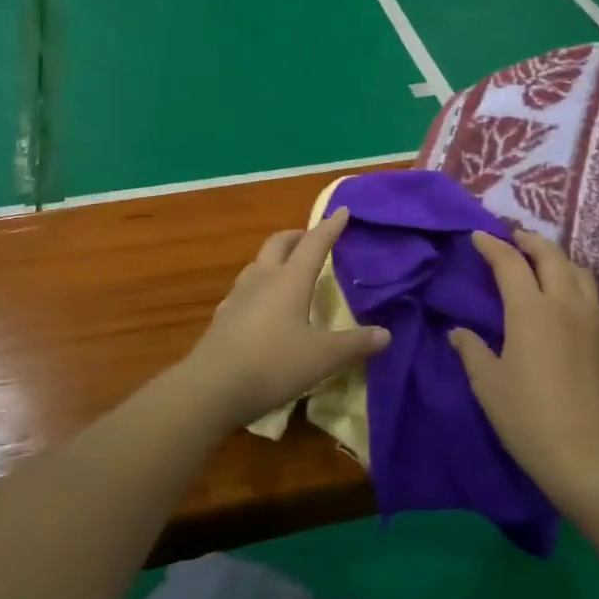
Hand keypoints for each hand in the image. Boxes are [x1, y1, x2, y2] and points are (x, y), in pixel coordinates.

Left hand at [176, 209, 389, 433]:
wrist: (212, 387)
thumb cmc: (273, 364)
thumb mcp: (322, 357)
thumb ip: (354, 344)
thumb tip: (386, 334)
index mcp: (290, 280)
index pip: (314, 243)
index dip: (330, 227)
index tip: (342, 211)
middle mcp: (262, 278)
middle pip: (279, 243)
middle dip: (297, 236)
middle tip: (312, 239)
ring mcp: (238, 295)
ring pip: (258, 263)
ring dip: (275, 258)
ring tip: (288, 269)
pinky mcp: (223, 315)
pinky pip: (245, 287)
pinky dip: (259, 284)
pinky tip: (262, 304)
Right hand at [451, 229, 598, 514]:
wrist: (593, 461)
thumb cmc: (530, 420)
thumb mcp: (488, 385)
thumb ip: (472, 351)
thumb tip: (459, 332)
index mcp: (531, 310)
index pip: (509, 262)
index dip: (492, 245)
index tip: (478, 236)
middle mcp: (566, 304)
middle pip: (551, 255)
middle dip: (529, 241)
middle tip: (512, 239)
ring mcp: (596, 322)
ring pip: (579, 272)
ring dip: (558, 259)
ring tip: (543, 264)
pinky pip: (595, 299)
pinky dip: (578, 286)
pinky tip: (571, 302)